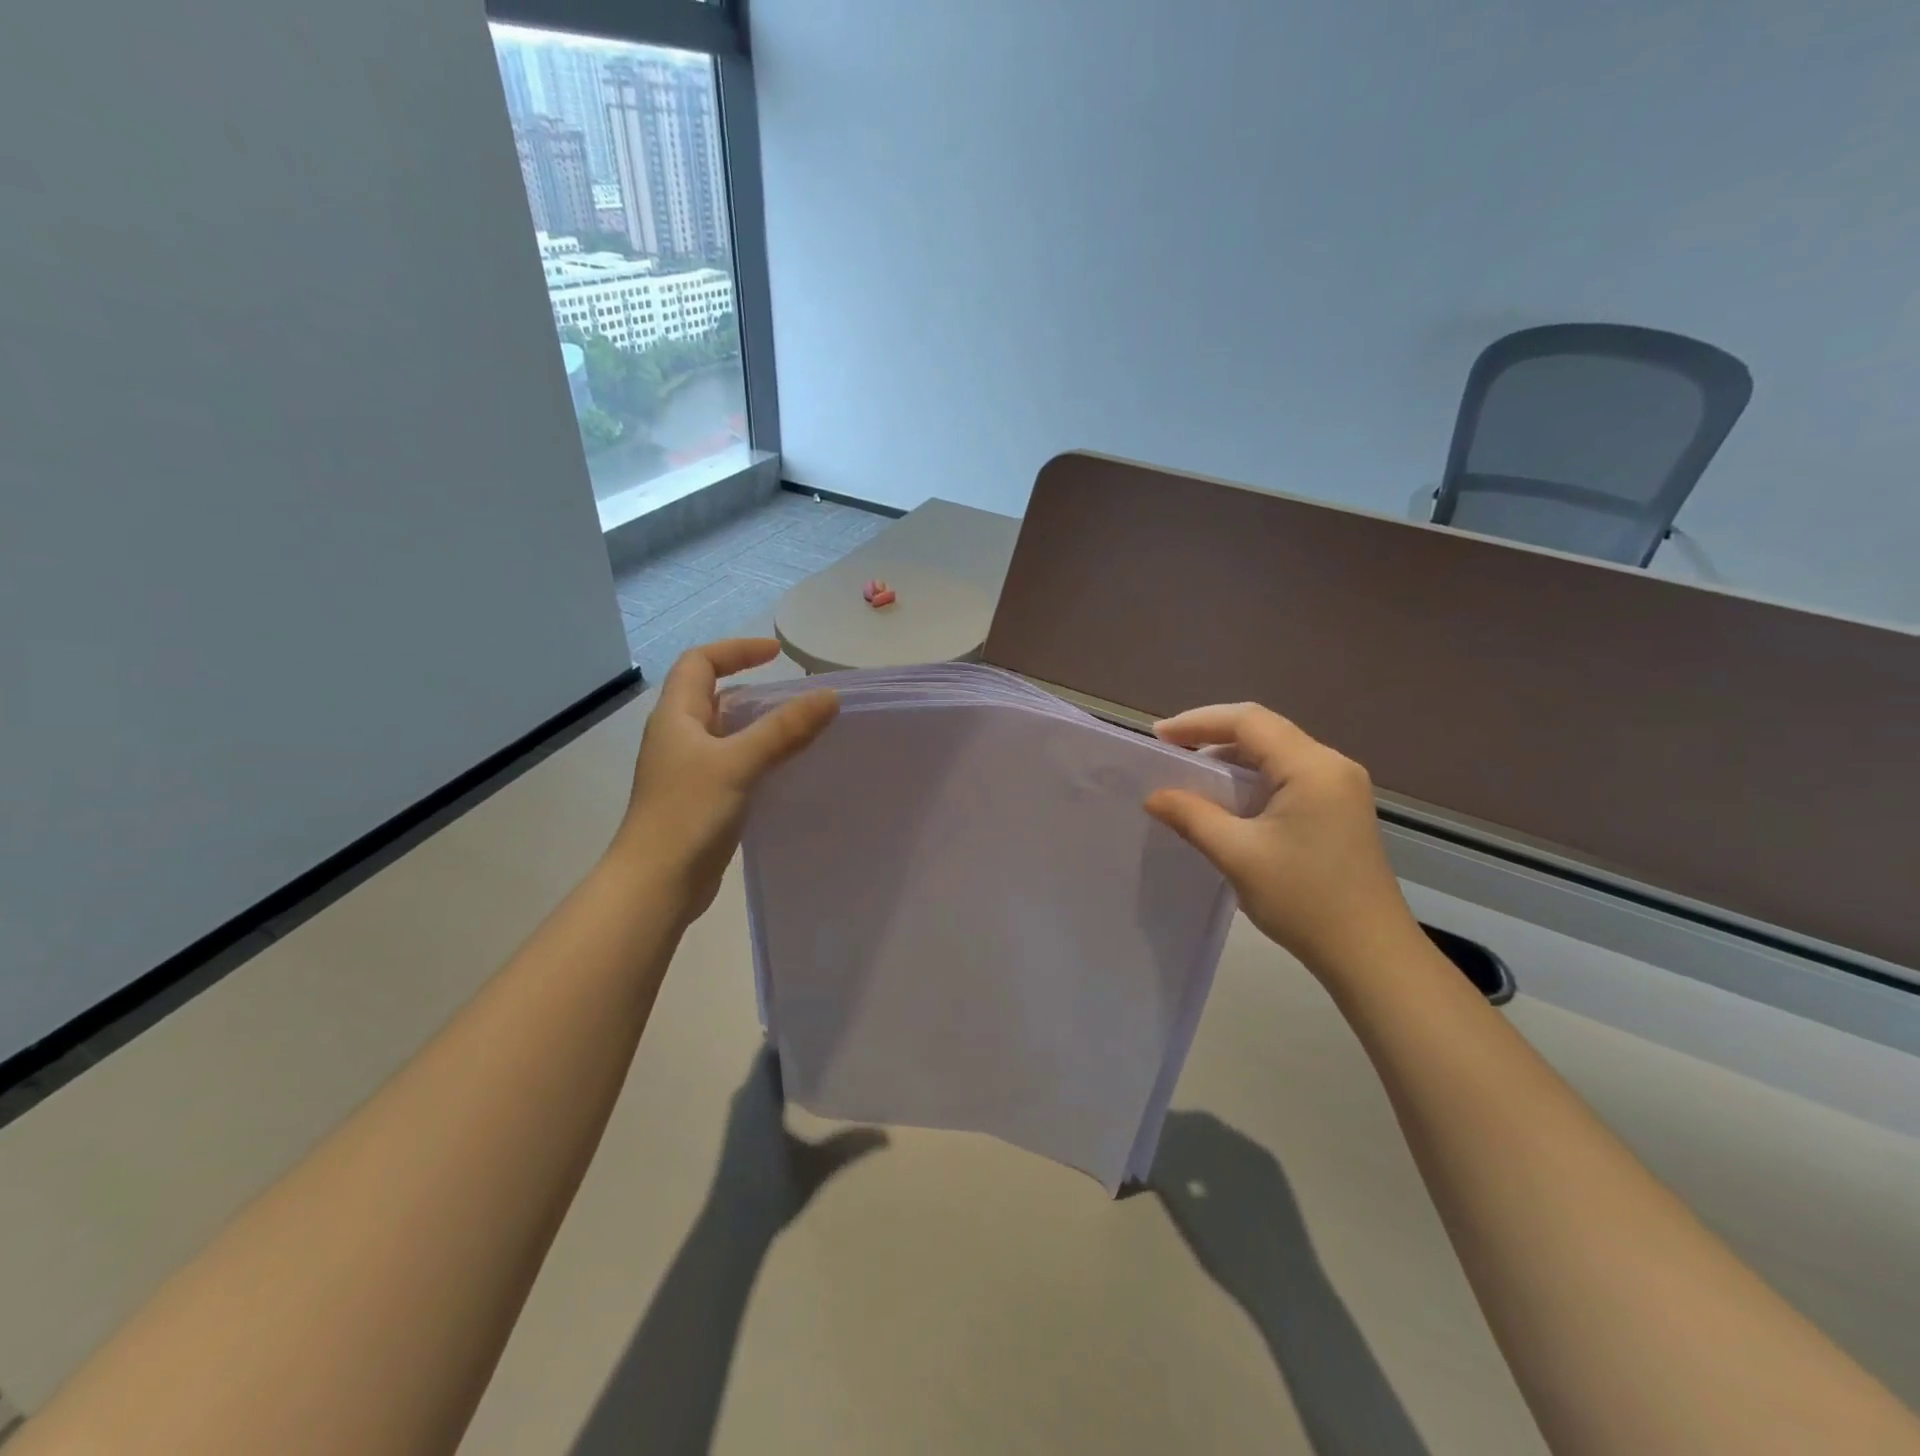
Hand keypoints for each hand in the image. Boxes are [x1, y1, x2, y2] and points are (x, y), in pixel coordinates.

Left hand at [616, 638, 837, 921]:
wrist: (656, 885)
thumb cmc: (687, 814)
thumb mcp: (738, 763)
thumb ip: (783, 729)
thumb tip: (829, 695)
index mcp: (676, 717)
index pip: (700, 663)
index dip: (736, 650)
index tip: (777, 654)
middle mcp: (680, 738)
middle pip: (716, 697)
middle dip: (756, 690)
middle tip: (799, 698)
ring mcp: (690, 771)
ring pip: (730, 734)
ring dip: (763, 727)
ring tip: (805, 731)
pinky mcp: (703, 800)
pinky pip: (737, 765)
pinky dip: (763, 759)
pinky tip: (789, 771)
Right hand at [1143, 703, 1421, 977]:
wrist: (1370, 955)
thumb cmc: (1304, 900)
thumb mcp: (1238, 855)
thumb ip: (1192, 816)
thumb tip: (1154, 796)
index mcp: (1312, 767)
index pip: (1248, 721)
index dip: (1199, 721)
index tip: (1158, 736)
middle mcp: (1331, 765)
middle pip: (1264, 731)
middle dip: (1212, 736)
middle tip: (1169, 751)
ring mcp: (1340, 787)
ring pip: (1276, 753)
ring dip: (1232, 759)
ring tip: (1189, 775)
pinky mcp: (1339, 808)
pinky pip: (1288, 776)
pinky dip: (1252, 779)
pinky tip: (1227, 800)